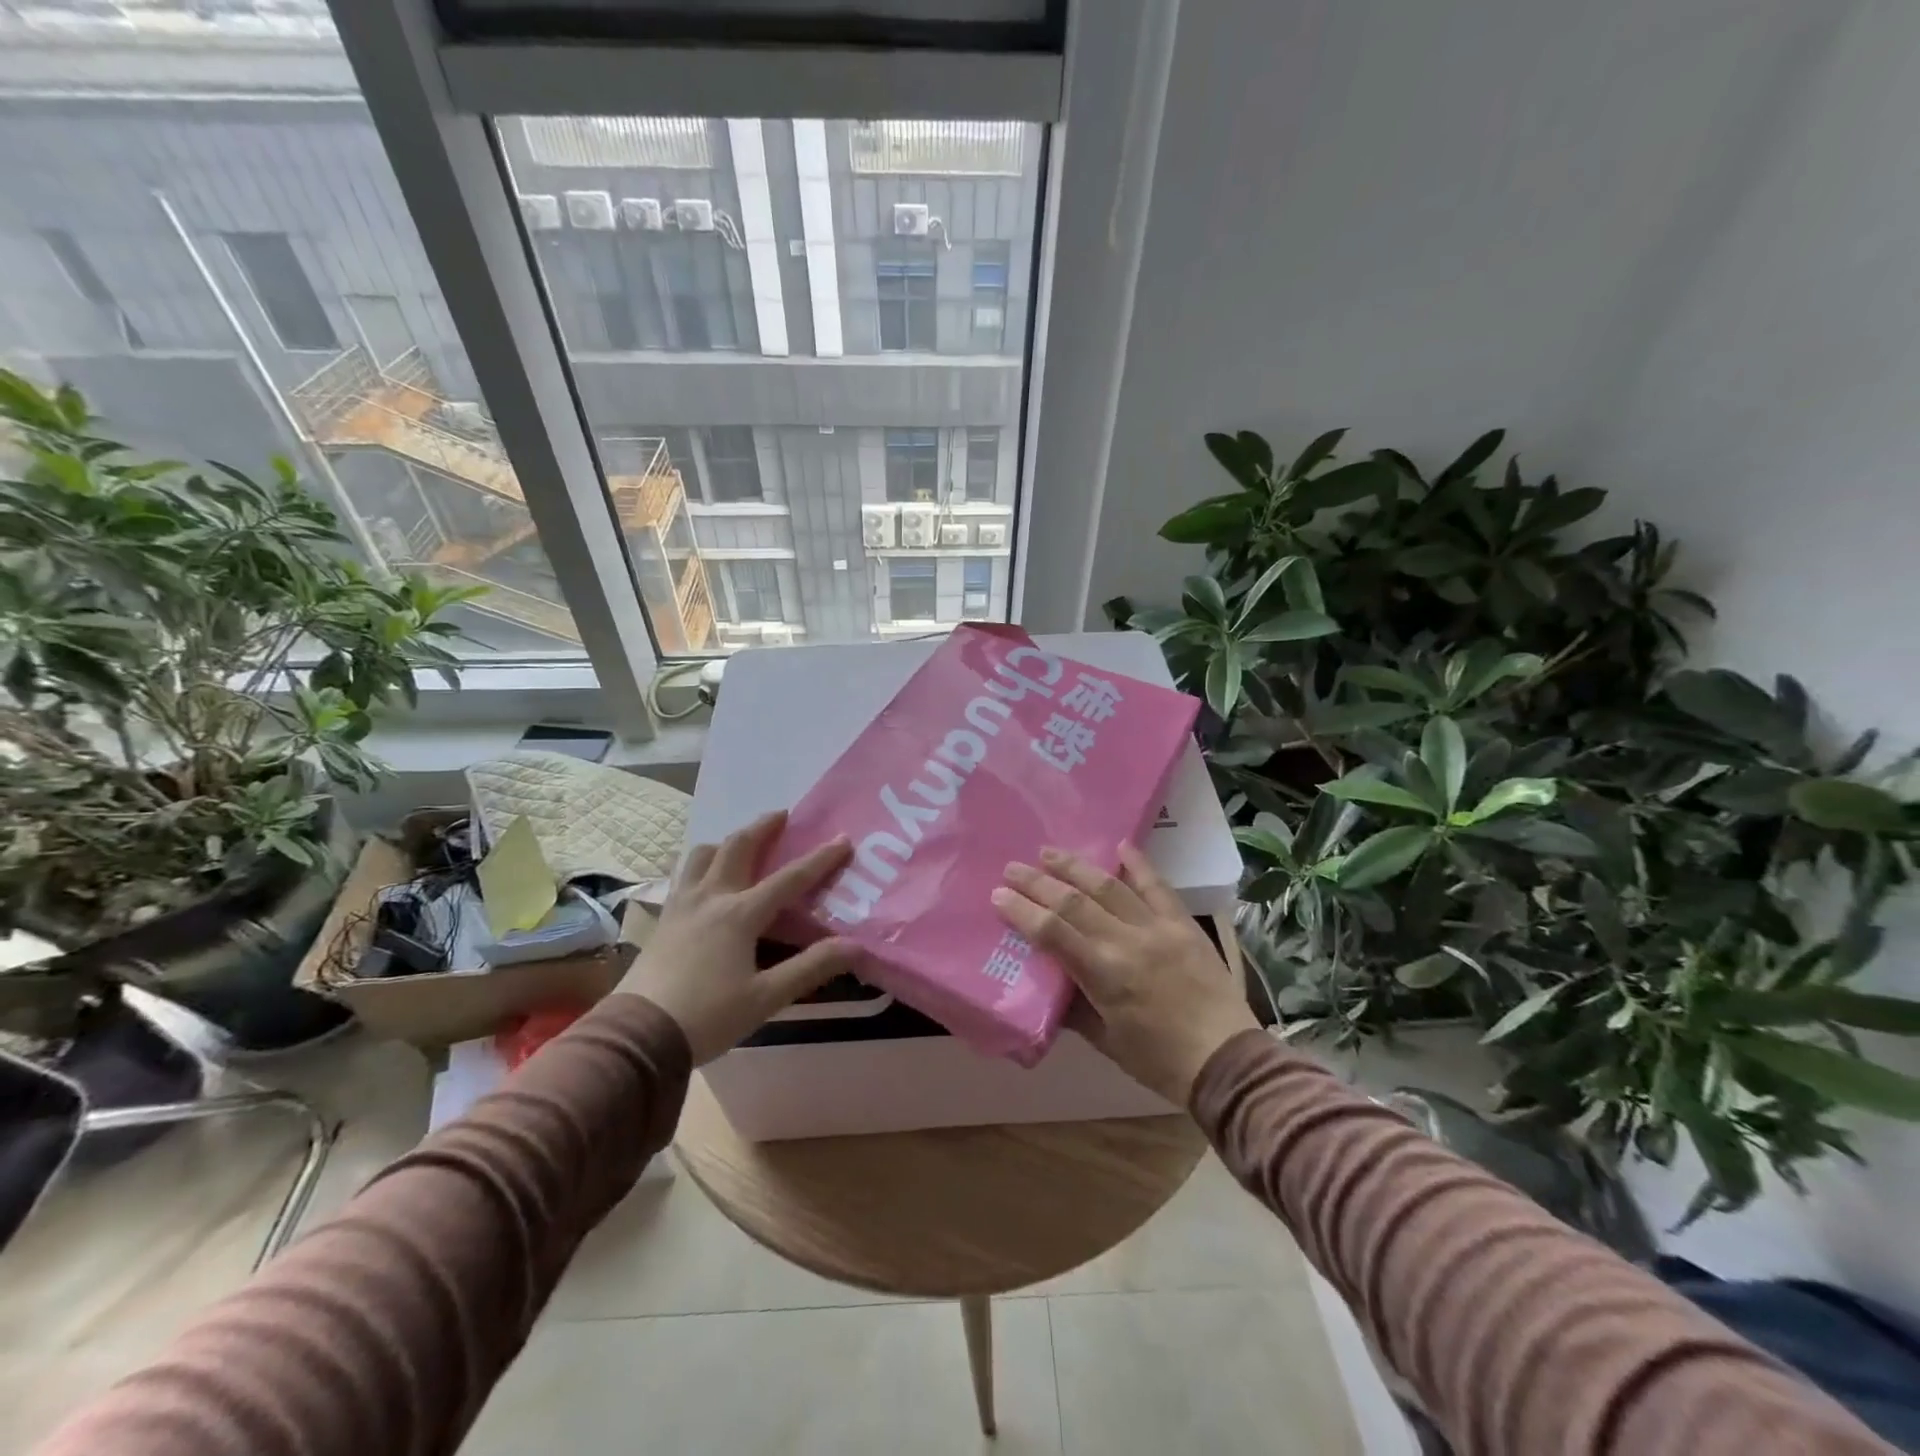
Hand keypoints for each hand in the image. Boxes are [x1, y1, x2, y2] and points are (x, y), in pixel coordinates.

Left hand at [618, 810, 855, 1064]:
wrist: (637, 1035)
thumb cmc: (707, 1017)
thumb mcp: (766, 998)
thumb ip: (811, 968)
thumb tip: (855, 946)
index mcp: (740, 914)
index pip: (789, 879)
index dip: (819, 859)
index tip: (843, 839)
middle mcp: (711, 898)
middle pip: (738, 847)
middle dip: (763, 827)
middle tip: (782, 815)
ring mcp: (681, 905)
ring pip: (702, 855)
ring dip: (726, 842)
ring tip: (740, 845)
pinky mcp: (663, 918)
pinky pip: (683, 875)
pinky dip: (700, 864)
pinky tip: (704, 879)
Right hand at [992, 843, 1257, 1104]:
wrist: (1227, 1059)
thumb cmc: (1159, 1061)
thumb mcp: (1106, 1042)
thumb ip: (1074, 1008)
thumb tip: (1048, 982)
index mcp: (1104, 976)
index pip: (1052, 933)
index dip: (1022, 911)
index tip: (998, 894)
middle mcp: (1126, 942)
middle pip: (1073, 902)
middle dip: (1038, 882)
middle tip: (1012, 868)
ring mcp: (1157, 928)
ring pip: (1108, 886)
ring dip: (1075, 867)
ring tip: (1048, 852)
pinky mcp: (1182, 924)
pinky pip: (1157, 886)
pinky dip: (1138, 864)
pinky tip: (1119, 846)